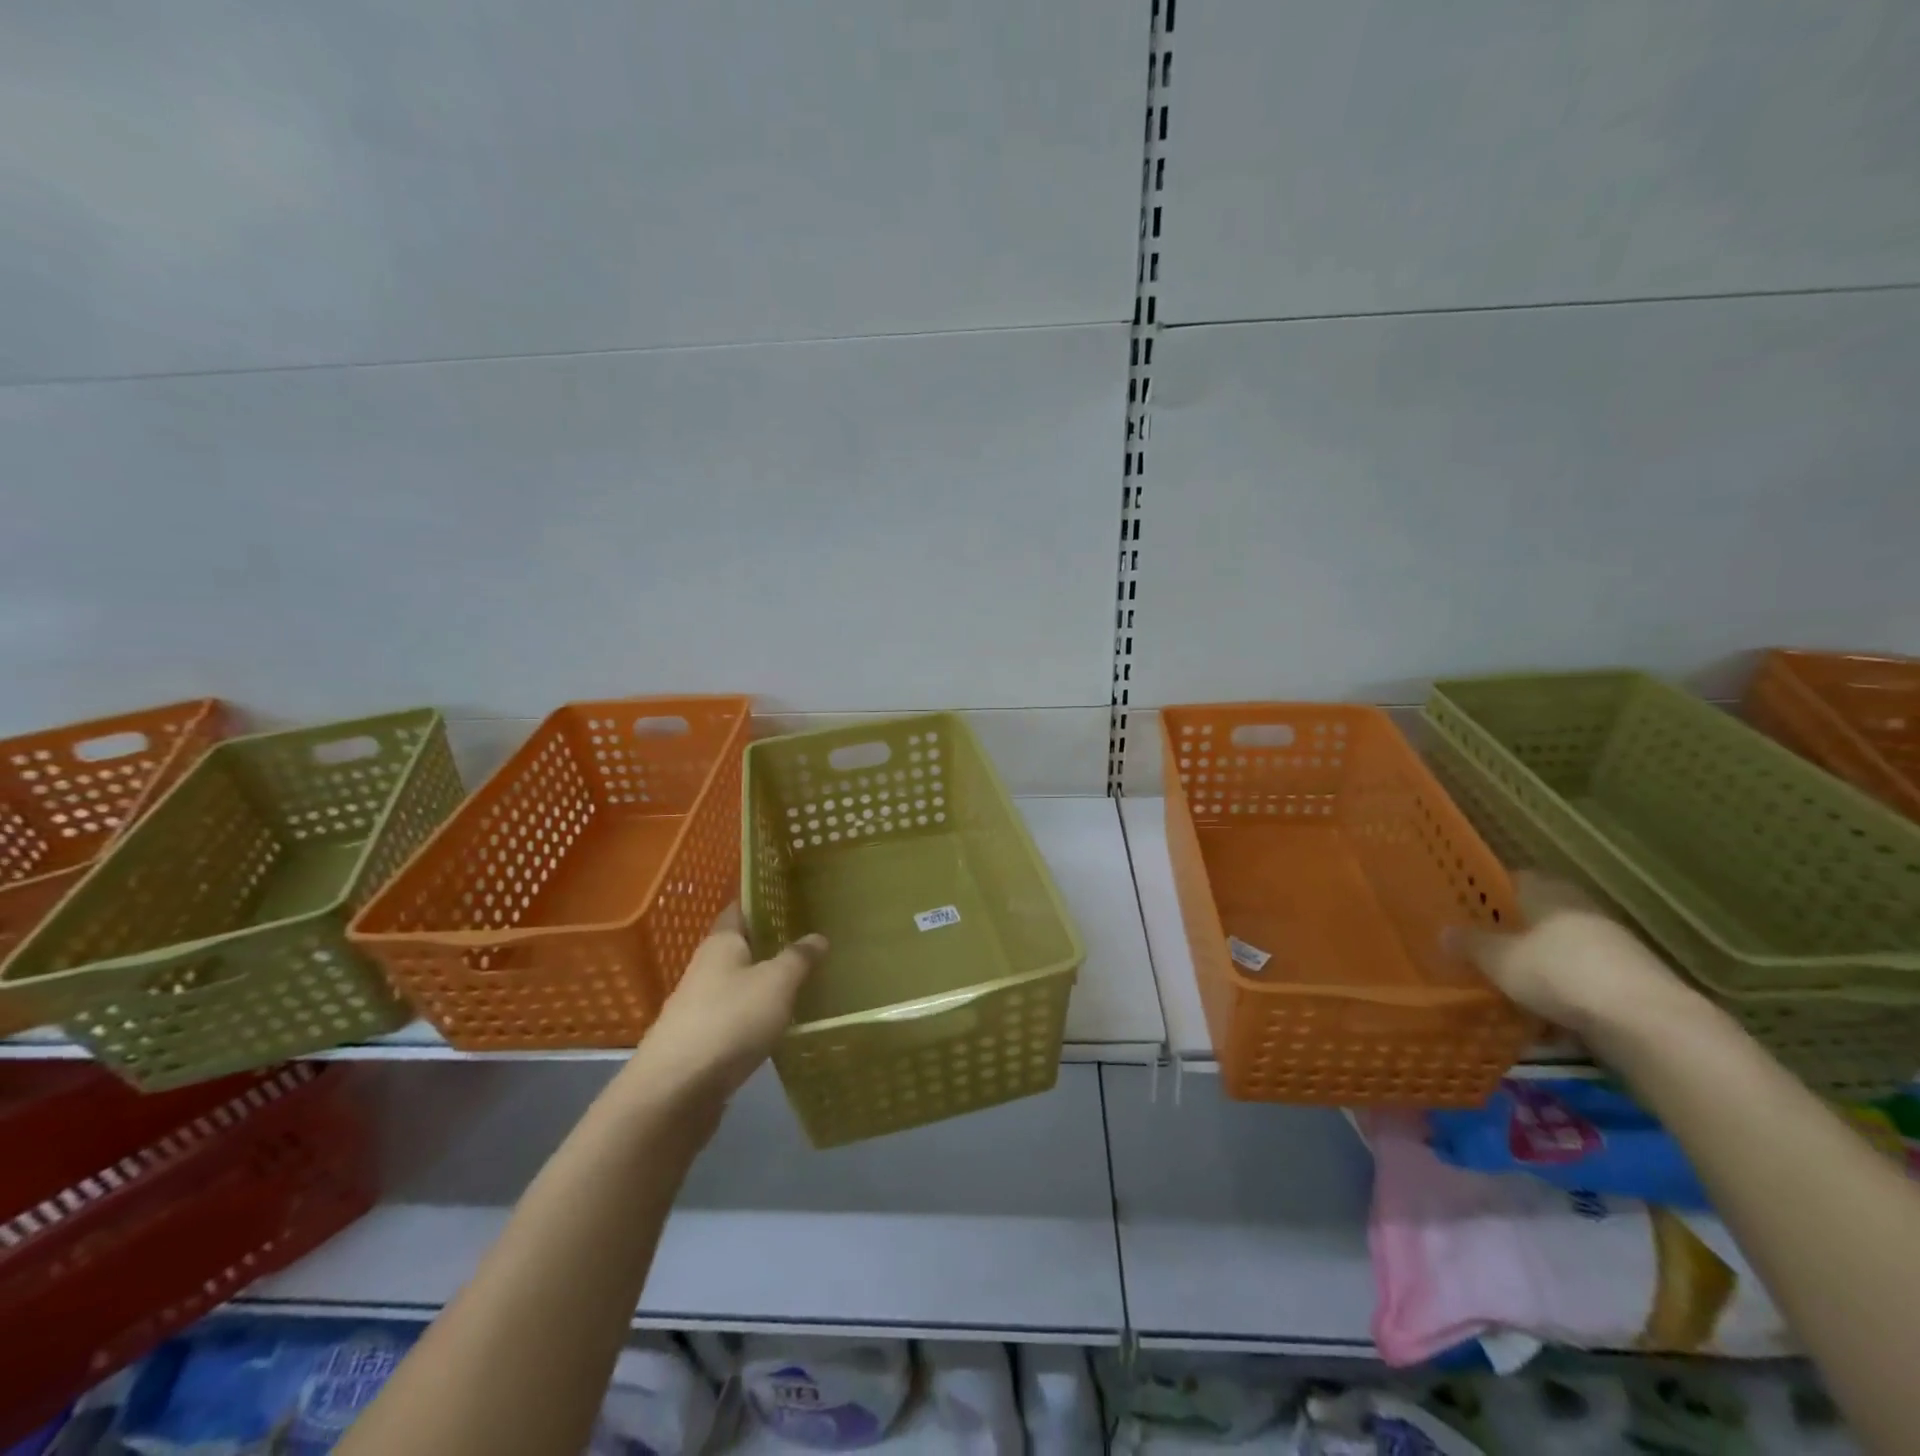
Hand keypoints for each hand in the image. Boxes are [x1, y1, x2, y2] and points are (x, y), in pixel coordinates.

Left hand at [625, 906, 827, 1109]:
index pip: (740, 909)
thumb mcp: (776, 982)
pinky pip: (737, 1017)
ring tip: (805, 980)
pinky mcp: (702, 1043)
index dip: (763, 901)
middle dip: (771, 943)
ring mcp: (700, 1007)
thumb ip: (798, 957)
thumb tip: (818, 936)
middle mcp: (706, 968)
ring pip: (740, 984)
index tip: (793, 897)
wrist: (675, 1092)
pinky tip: (782, 1023)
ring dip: (766, 982)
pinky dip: (758, 1015)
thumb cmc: (729, 1021)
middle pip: (741, 947)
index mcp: (720, 943)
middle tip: (811, 939)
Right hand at [1458, 871, 1697, 1041]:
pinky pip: (1582, 981)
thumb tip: (1443, 931)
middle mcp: (1581, 911)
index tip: (1464, 907)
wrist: (1648, 1024)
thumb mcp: (1499, 960)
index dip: (1487, 892)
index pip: (1514, 880)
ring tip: (1506, 987)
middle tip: (1479, 949)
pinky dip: (1562, 993)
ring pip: (1560, 950)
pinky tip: (1543, 1017)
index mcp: (1549, 893)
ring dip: (1538, 965)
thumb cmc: (1560, 973)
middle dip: (1511, 932)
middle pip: (1538, 916)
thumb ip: (1470, 944)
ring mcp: (1612, 947)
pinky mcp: (1630, 983)